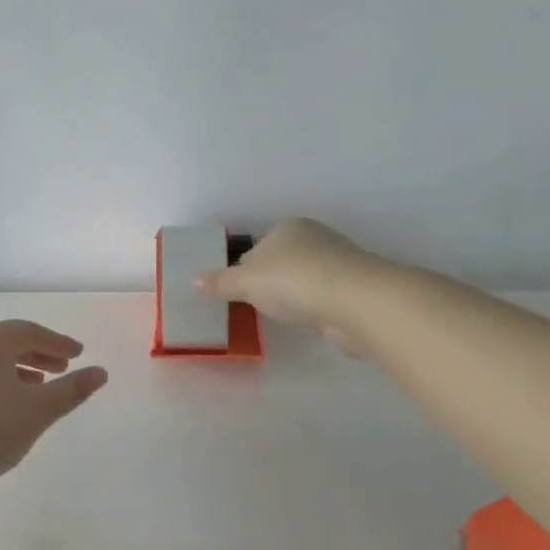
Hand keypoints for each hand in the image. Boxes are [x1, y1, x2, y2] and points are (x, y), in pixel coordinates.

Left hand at [0, 320, 108, 492]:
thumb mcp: (39, 410)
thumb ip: (72, 390)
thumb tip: (101, 373)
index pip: (28, 331)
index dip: (57, 342)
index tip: (78, 354)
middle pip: (6, 342)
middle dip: (37, 353)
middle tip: (62, 367)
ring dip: (16, 369)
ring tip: (37, 387)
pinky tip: (4, 406)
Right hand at [196, 218, 380, 350]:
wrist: (354, 301)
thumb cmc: (292, 281)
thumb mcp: (246, 283)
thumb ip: (221, 282)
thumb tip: (195, 279)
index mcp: (288, 228)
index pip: (258, 247)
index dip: (245, 269)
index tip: (239, 292)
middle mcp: (315, 238)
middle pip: (282, 261)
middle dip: (271, 281)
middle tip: (258, 306)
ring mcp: (339, 263)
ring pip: (305, 279)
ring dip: (295, 295)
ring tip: (284, 316)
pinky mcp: (355, 288)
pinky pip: (324, 297)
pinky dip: (315, 308)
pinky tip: (309, 321)